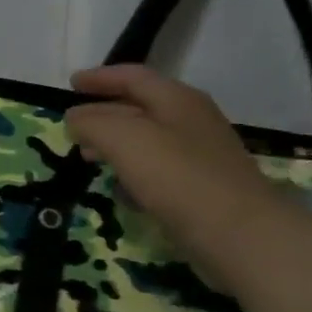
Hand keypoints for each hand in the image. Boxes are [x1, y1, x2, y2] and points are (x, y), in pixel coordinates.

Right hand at [66, 66, 288, 276]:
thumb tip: (75, 119)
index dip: (99, 78)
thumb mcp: (122, 139)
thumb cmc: (177, 176)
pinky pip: (159, 171)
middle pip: (140, 108)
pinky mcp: (203, 188)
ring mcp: (201, 156)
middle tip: (73, 127)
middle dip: (103, 114)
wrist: (241, 235)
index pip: (133, 76)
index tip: (70, 84)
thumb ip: (92, 123)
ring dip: (115, 145)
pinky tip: (120, 191)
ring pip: (148, 141)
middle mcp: (192, 121)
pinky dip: (134, 173)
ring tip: (88, 158)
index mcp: (177, 100)